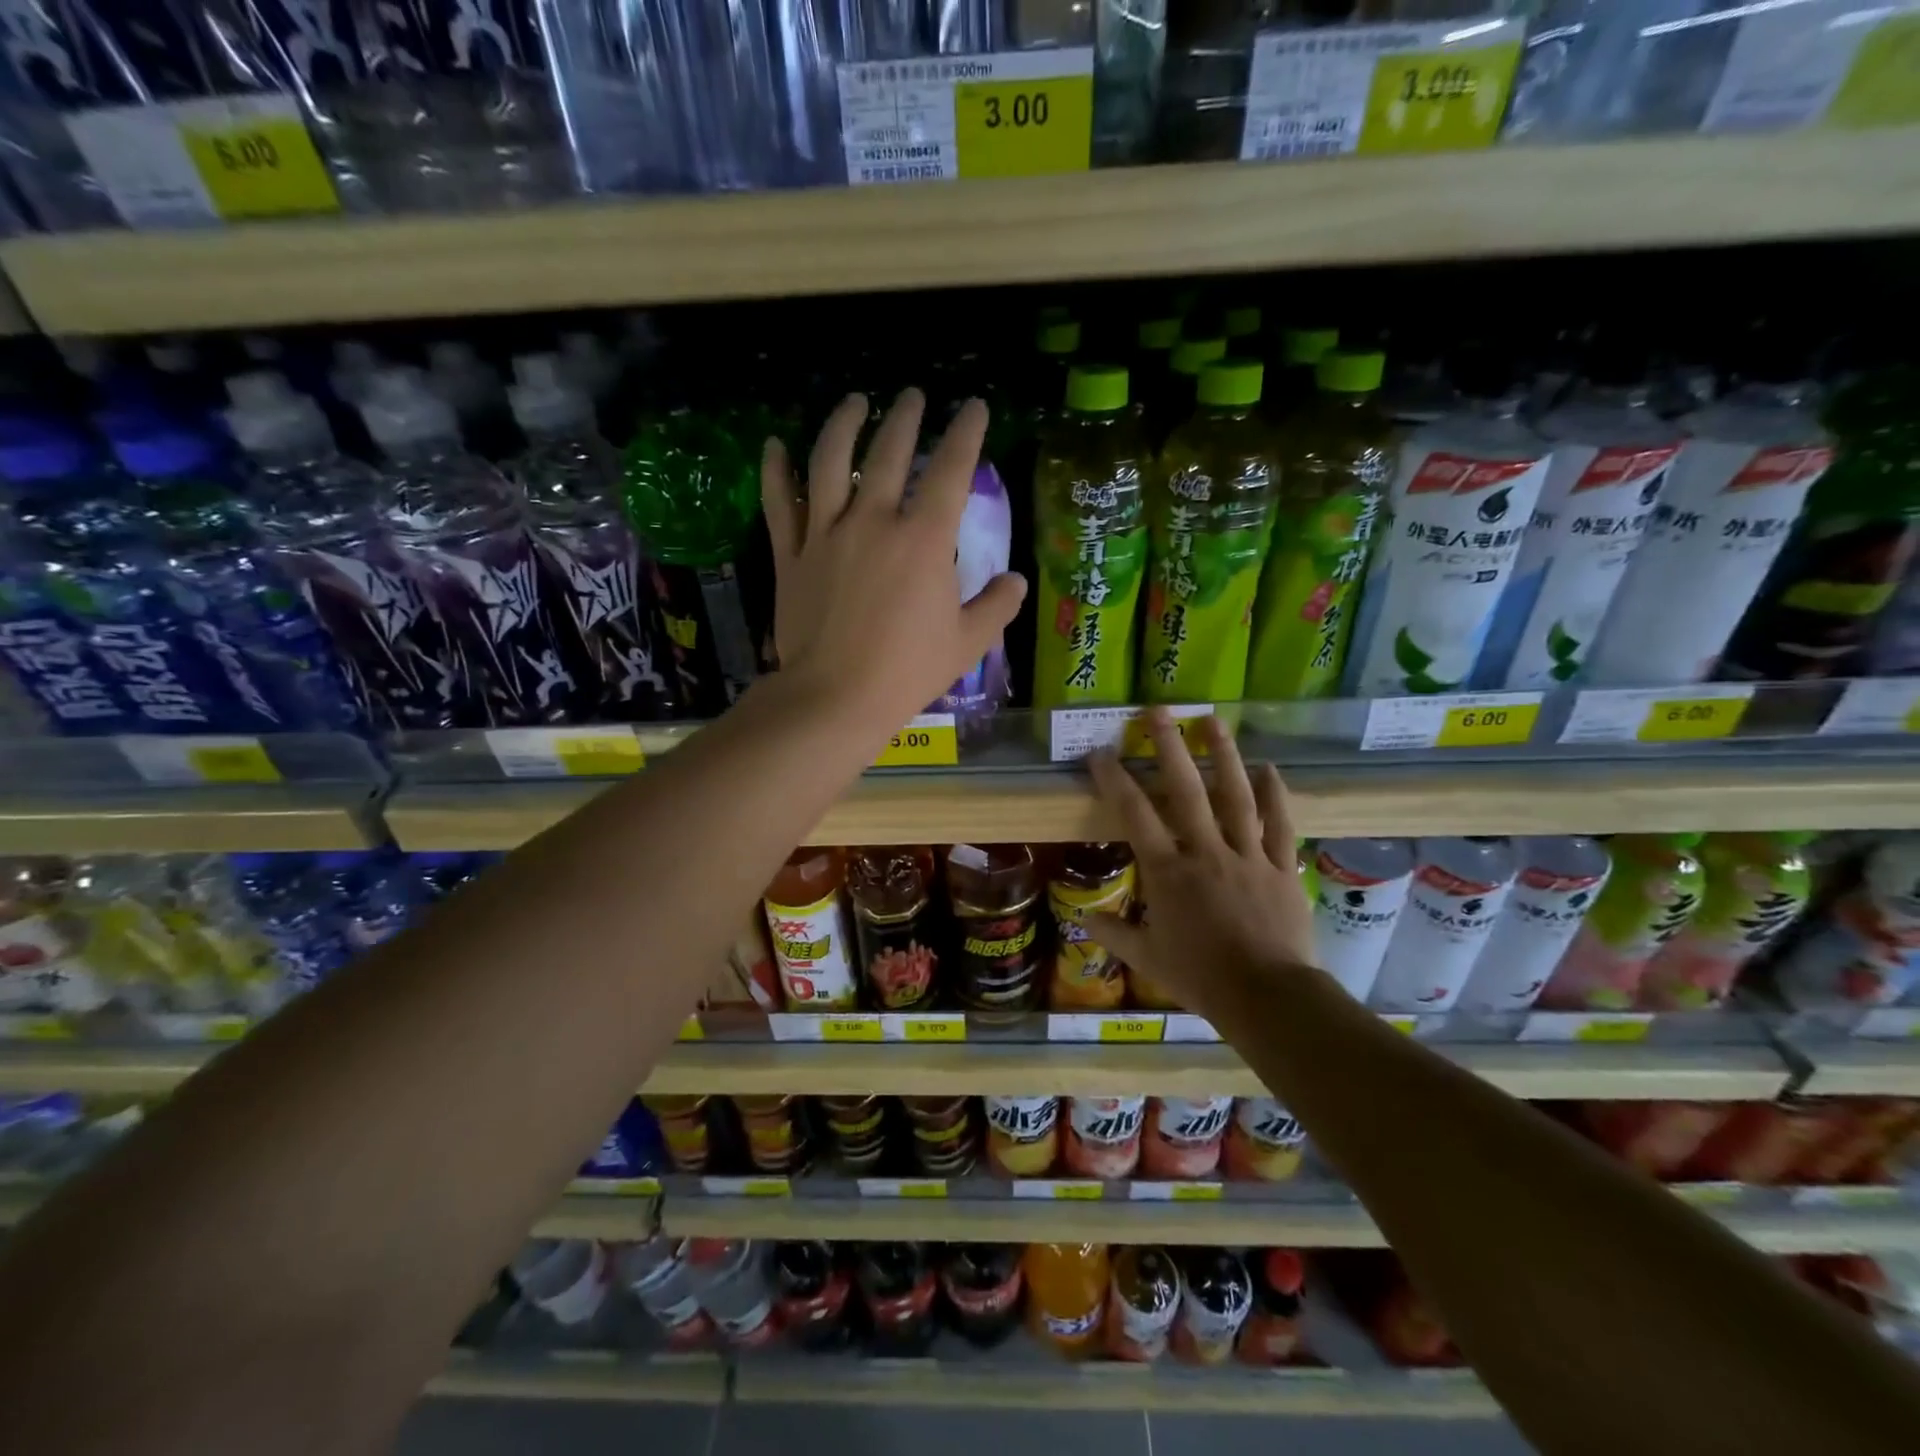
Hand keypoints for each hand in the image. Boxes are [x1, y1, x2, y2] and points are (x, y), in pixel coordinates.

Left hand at [762, 389, 1025, 729]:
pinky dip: (776, 471)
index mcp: (923, 540)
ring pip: (830, 462)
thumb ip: (996, 606)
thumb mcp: (967, 642)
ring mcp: (826, 534)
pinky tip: (775, 445)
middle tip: (912, 396)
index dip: (965, 433)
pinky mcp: (791, 554)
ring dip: (844, 424)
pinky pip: (779, 503)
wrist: (835, 697)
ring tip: (856, 401)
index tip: (972, 407)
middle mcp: (873, 521)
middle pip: (888, 453)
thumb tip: (1016, 580)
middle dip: (905, 417)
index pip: (950, 471)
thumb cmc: (907, 671)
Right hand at [1086, 710, 1316, 1022]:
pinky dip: (1275, 796)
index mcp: (1168, 872)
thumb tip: (1083, 920)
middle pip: (1186, 791)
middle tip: (1159, 711)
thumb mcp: (1148, 959)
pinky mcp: (1281, 868)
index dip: (1115, 780)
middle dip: (1169, 747)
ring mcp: (1247, 857)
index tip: (1100, 753)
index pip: (1134, 816)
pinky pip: (1280, 826)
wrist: (1266, 996)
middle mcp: (1205, 852)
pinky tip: (1269, 768)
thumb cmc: (1200, 977)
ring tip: (1213, 720)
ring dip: (1224, 756)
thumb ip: (1115, 933)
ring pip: (1235, 797)